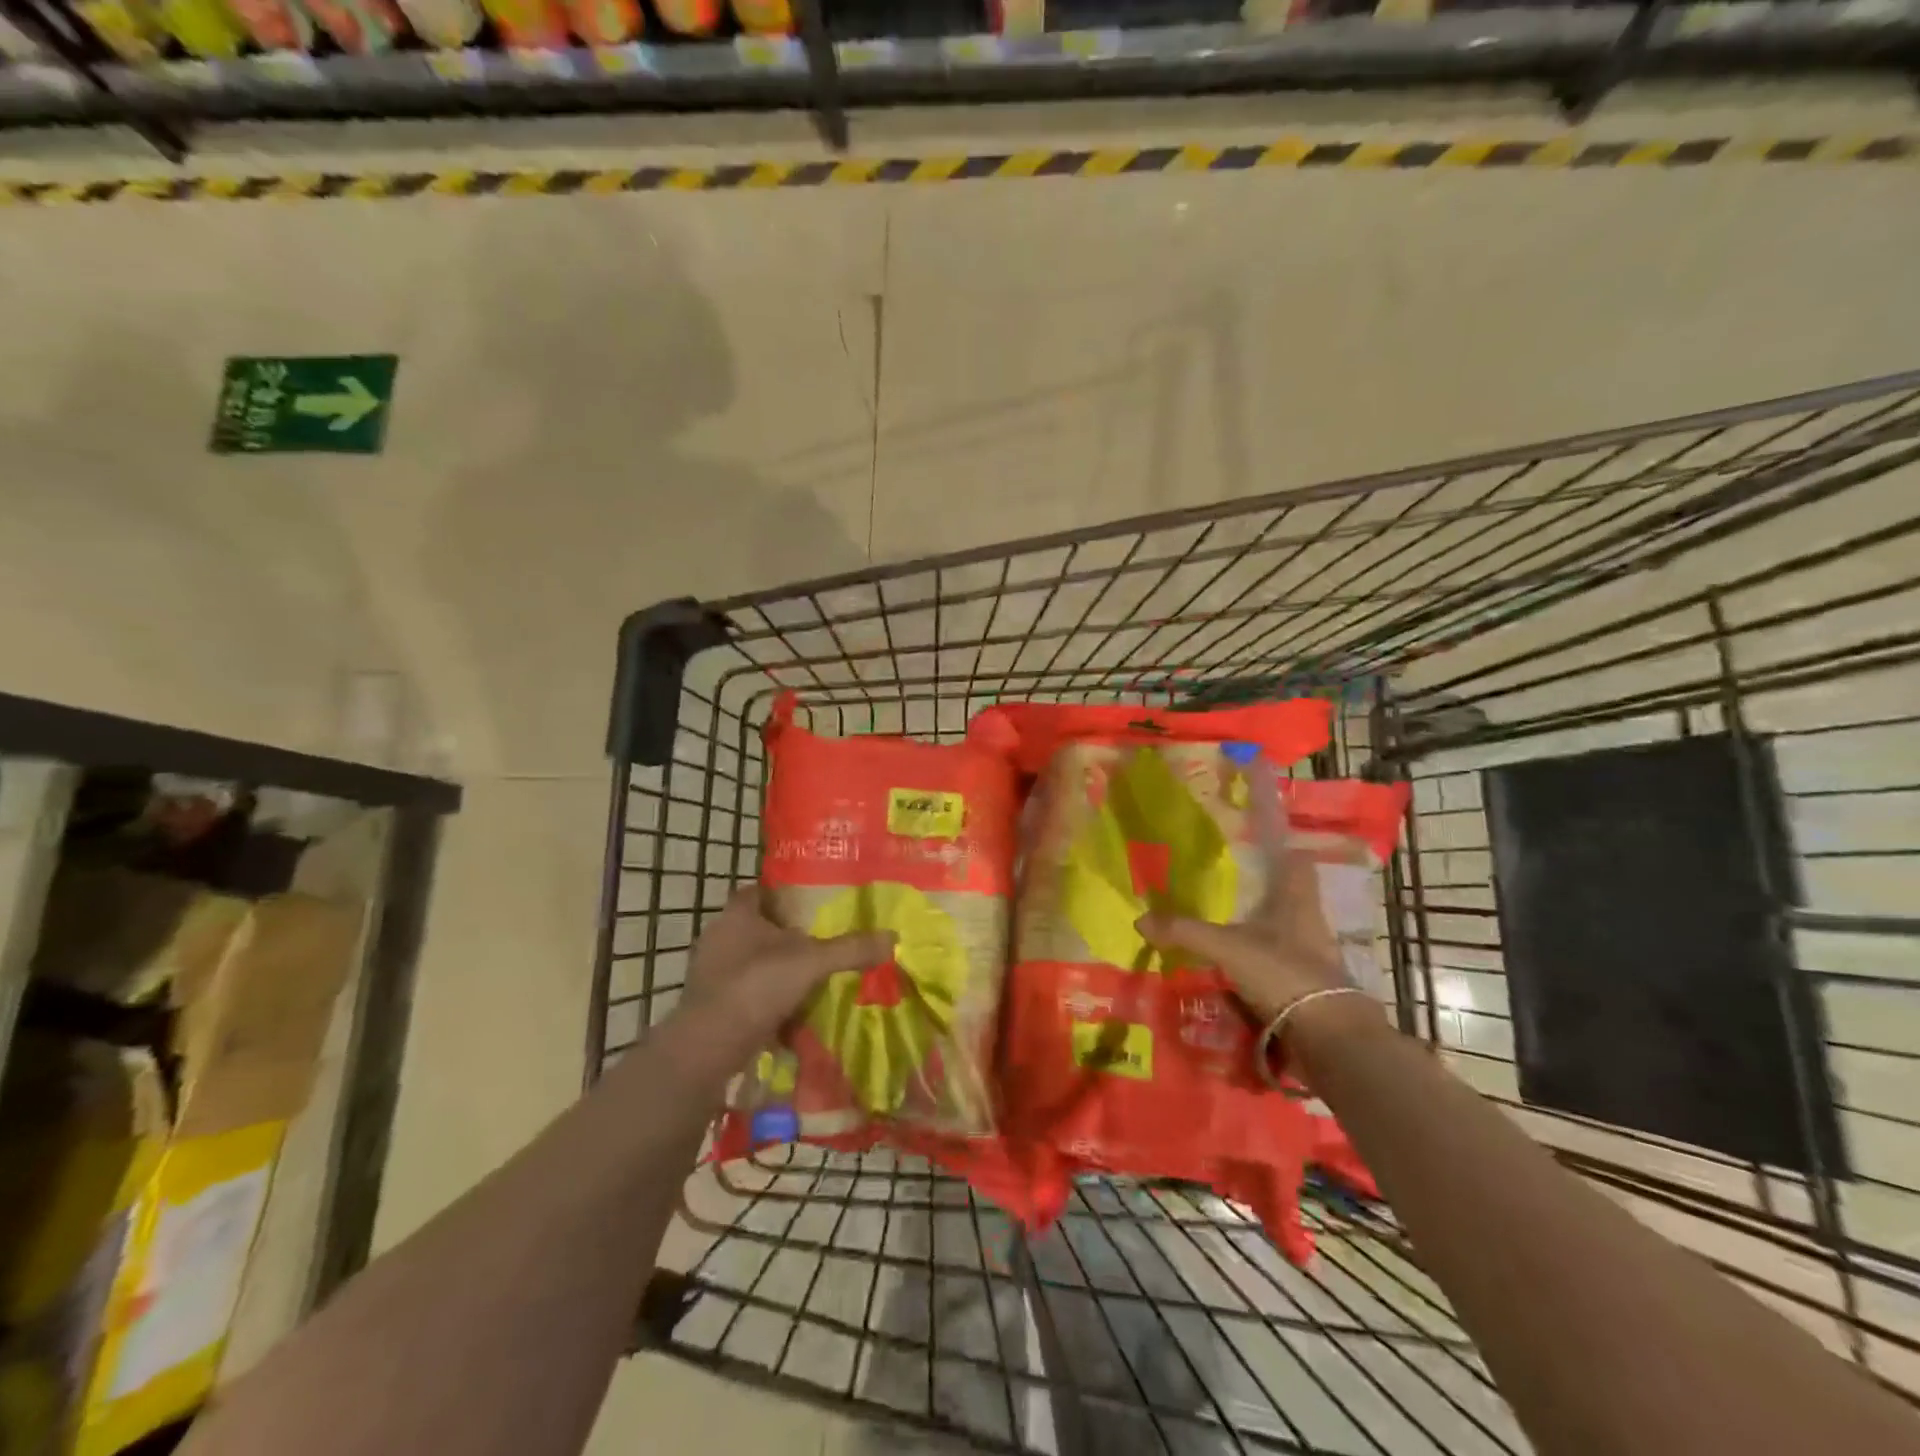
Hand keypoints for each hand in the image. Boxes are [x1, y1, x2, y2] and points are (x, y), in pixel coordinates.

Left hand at [680, 889, 894, 1043]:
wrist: (707, 1048)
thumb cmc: (755, 986)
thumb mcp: (811, 962)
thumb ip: (850, 949)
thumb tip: (894, 937)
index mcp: (737, 914)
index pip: (760, 889)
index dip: (785, 892)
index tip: (814, 901)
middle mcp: (719, 937)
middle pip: (759, 927)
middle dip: (788, 935)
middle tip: (823, 940)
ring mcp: (712, 973)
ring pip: (753, 962)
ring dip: (779, 970)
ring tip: (814, 977)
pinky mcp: (713, 1005)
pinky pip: (748, 994)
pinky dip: (769, 1001)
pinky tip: (794, 1012)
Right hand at [1135, 758, 1353, 1023]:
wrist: (1328, 1039)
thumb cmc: (1284, 973)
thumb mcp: (1227, 948)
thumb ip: (1185, 932)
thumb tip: (1140, 920)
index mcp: (1298, 903)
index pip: (1298, 863)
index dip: (1283, 851)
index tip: (1259, 843)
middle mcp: (1309, 926)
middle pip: (1288, 901)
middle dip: (1261, 899)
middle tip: (1225, 894)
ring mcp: (1312, 961)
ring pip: (1281, 939)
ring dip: (1256, 939)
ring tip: (1219, 937)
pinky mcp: (1307, 993)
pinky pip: (1276, 974)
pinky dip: (1255, 975)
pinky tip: (1229, 979)